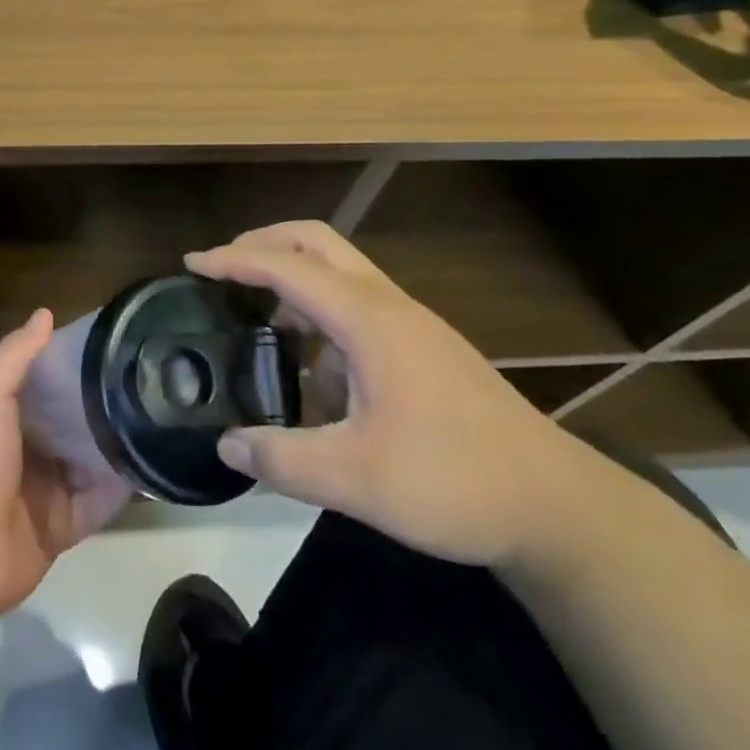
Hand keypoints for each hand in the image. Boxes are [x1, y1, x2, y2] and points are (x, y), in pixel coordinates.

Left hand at [0, 309, 130, 625]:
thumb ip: (15, 355)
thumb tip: (45, 313)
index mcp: (2, 415)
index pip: (43, 382)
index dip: (71, 364)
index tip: (110, 344)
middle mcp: (24, 449)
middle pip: (69, 422)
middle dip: (99, 405)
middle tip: (145, 380)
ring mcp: (43, 491)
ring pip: (87, 462)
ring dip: (113, 445)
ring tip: (158, 417)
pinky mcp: (60, 528)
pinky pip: (96, 505)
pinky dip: (118, 490)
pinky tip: (149, 465)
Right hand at [187, 221, 593, 568]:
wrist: (558, 507)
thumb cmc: (455, 483)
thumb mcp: (358, 481)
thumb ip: (283, 459)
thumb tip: (226, 444)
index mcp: (369, 320)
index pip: (286, 267)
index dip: (234, 260)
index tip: (191, 264)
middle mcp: (388, 305)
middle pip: (318, 242)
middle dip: (265, 244)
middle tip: (223, 269)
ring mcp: (410, 324)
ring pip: (340, 271)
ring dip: (293, 279)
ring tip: (257, 320)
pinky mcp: (423, 347)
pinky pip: (358, 306)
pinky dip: (320, 315)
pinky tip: (312, 371)